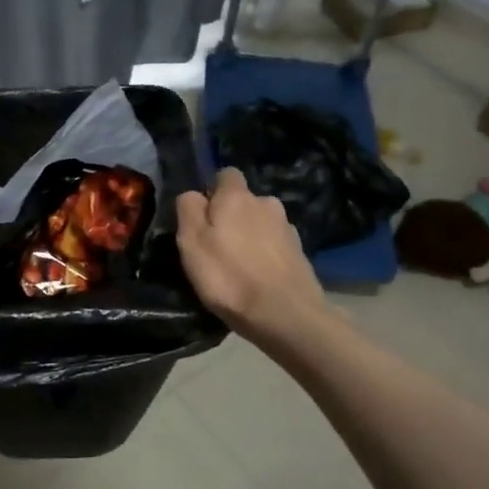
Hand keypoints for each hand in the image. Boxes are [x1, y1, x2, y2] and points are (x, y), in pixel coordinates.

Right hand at [176, 169, 324, 345]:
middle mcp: (266, 203)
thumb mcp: (191, 242)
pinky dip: (265, 255)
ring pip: (261, 224)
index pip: (225, 174)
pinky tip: (258, 278)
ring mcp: (287, 228)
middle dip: (232, 216)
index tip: (202, 217)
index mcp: (237, 196)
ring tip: (238, 266)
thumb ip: (188, 210)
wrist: (285, 314)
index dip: (212, 191)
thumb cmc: (228, 277)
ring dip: (250, 236)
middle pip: (244, 201)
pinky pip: (275, 245)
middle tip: (216, 247)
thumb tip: (194, 194)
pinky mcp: (300, 253)